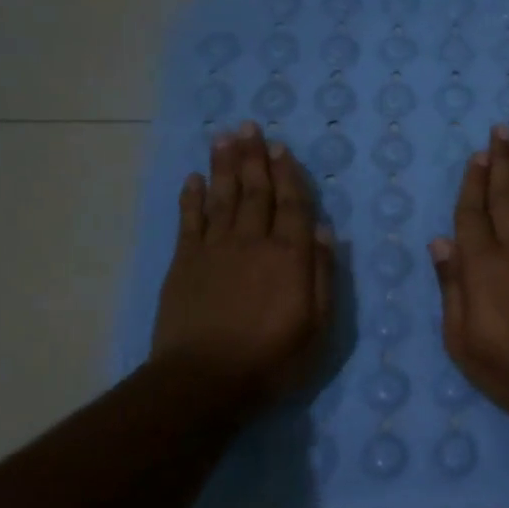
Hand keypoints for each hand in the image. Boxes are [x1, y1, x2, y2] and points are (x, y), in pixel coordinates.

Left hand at [151, 121, 333, 407]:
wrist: (204, 381)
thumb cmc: (273, 359)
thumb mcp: (318, 326)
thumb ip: (322, 276)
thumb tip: (325, 231)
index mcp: (289, 257)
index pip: (293, 205)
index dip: (289, 174)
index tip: (281, 147)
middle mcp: (253, 242)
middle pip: (255, 192)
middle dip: (254, 157)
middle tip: (250, 126)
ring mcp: (214, 250)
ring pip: (222, 197)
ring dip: (224, 165)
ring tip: (225, 137)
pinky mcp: (184, 264)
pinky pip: (189, 221)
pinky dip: (191, 198)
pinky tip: (193, 178)